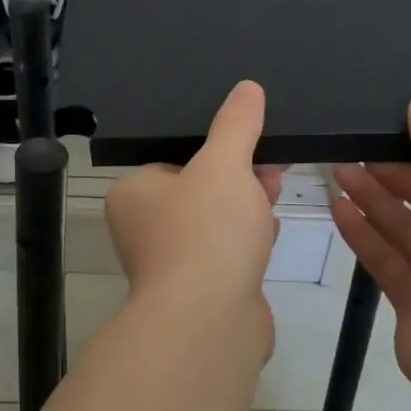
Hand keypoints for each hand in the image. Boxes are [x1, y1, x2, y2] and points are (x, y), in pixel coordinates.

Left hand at [104, 81, 284, 357]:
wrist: (209, 322)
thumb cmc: (206, 231)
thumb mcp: (223, 164)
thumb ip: (236, 125)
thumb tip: (247, 87)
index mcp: (133, 194)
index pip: (174, 158)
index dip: (216, 149)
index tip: (251, 144)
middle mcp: (144, 228)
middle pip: (198, 189)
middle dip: (239, 178)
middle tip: (273, 171)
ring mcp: (171, 263)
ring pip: (215, 222)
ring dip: (247, 209)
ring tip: (277, 197)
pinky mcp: (199, 291)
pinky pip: (226, 254)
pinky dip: (247, 242)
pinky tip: (270, 237)